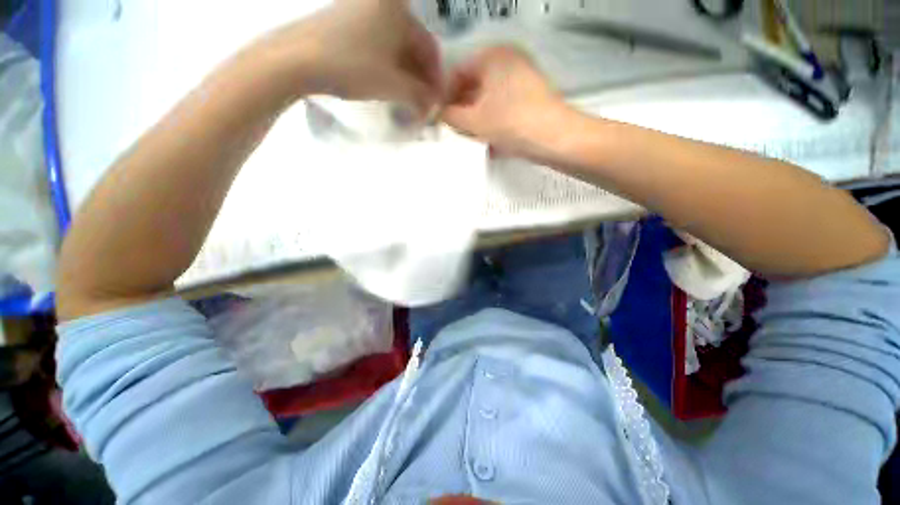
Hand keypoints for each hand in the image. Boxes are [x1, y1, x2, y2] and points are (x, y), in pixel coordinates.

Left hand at [262, 0, 442, 113]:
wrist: (296, 59)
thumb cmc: (352, 67)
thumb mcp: (393, 86)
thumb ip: (420, 96)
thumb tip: (434, 104)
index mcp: (398, 10)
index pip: (429, 47)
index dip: (436, 77)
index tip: (438, 101)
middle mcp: (382, 3)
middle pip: (412, 45)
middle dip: (420, 77)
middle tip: (423, 102)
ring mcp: (361, 9)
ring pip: (395, 45)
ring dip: (405, 73)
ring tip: (407, 97)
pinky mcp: (345, 20)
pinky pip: (377, 44)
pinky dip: (387, 65)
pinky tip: (387, 83)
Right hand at [442, 46, 564, 157]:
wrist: (555, 138)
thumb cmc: (510, 123)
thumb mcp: (474, 121)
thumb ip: (450, 116)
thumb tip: (438, 113)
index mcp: (492, 56)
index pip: (457, 72)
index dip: (445, 96)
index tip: (439, 118)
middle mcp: (508, 60)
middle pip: (474, 85)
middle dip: (462, 110)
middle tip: (454, 130)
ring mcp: (522, 78)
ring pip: (489, 98)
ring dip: (477, 118)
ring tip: (470, 138)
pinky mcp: (531, 97)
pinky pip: (504, 107)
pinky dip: (493, 121)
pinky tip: (489, 140)